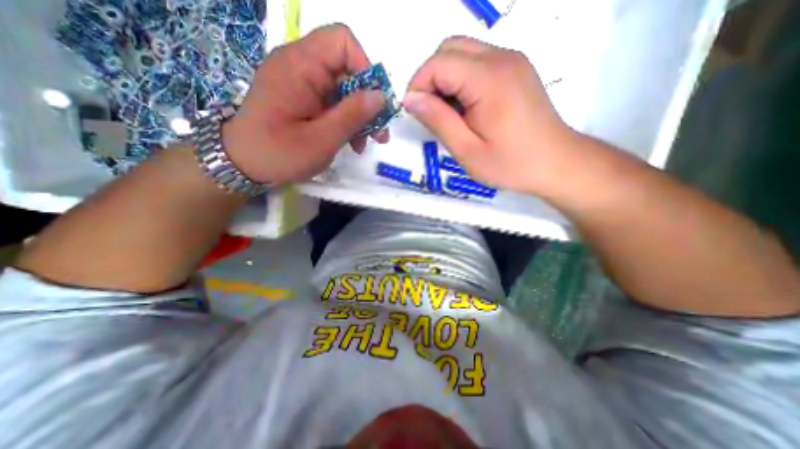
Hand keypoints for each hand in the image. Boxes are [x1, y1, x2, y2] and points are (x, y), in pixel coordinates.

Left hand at [221, 24, 391, 184]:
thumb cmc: (279, 153)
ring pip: (343, 89)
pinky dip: (346, 120)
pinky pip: (333, 102)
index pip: (342, 42)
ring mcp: (302, 83)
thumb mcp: (322, 139)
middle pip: (347, 69)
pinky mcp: (303, 99)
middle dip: (368, 101)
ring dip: (359, 116)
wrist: (243, 164)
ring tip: (364, 143)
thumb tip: (380, 96)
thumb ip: (352, 115)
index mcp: (300, 66)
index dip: (365, 69)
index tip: (375, 104)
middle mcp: (300, 66)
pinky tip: (351, 141)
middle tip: (379, 133)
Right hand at [403, 35, 579, 194]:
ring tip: (449, 115)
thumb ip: (438, 121)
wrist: (556, 163)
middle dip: (430, 79)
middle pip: (449, 49)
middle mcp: (502, 58)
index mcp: (489, 79)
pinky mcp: (515, 70)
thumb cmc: (510, 164)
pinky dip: (461, 81)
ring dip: (445, 80)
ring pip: (462, 53)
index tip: (415, 113)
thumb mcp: (467, 150)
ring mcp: (512, 61)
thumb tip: (411, 99)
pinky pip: (477, 63)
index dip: (418, 85)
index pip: (438, 63)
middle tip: (431, 114)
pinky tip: (466, 109)